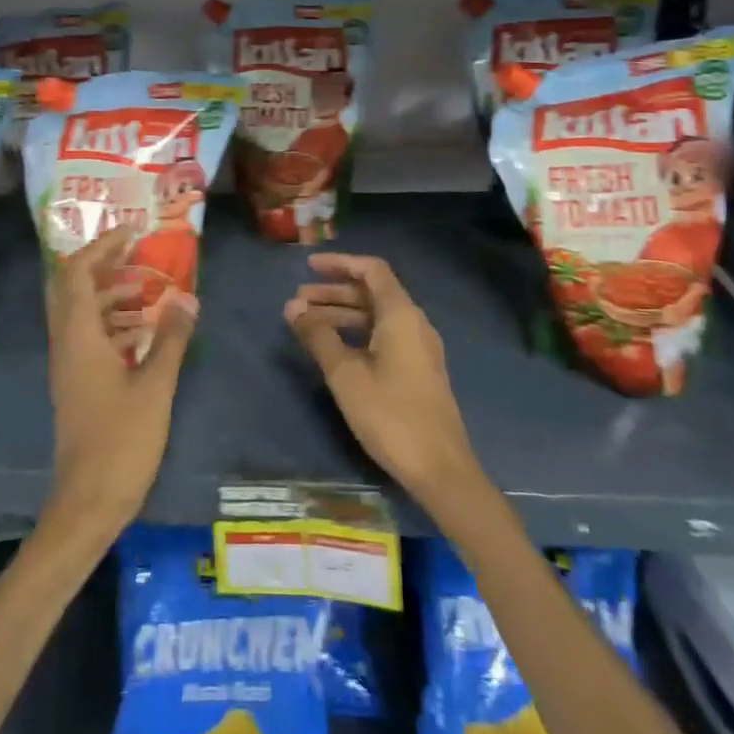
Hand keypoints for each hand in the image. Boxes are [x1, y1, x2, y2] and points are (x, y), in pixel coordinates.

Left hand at [44, 228, 196, 537]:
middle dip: (101, 264)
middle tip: (135, 253)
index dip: (102, 247)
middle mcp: (66, 343)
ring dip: (109, 293)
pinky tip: (143, 330)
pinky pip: (89, 336)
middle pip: (71, 287)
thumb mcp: (155, 386)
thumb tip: (187, 297)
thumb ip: (171, 339)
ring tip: (148, 288)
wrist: (88, 502)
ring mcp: (69, 365)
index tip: (133, 233)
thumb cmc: (121, 441)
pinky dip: (112, 322)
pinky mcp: (77, 383)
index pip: (78, 273)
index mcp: (79, 337)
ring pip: (80, 312)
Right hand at [285, 253, 484, 513]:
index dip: (340, 263)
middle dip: (333, 292)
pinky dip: (356, 333)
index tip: (309, 266)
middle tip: (298, 301)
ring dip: (342, 314)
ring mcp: (419, 348)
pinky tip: (333, 348)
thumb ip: (318, 336)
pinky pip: (383, 336)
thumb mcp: (346, 374)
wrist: (440, 469)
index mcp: (401, 315)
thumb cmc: (391, 415)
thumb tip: (293, 307)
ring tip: (306, 324)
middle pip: (372, 293)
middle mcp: (414, 323)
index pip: (371, 270)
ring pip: (376, 317)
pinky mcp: (418, 370)